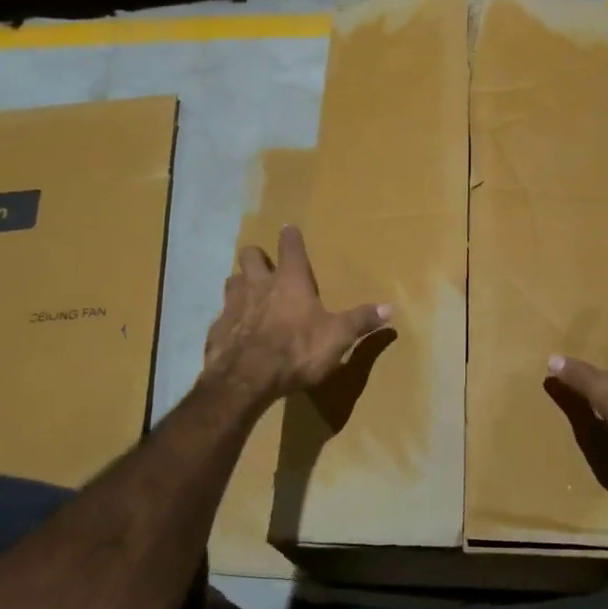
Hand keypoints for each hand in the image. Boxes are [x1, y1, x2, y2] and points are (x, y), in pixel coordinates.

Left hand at [204, 225, 390, 408]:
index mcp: (290, 281)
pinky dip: (229, 320)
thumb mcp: (337, 337)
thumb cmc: (297, 350)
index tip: (289, 228)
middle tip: (264, 265)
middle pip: (250, 256)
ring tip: (248, 294)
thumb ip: (361, 321)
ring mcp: (232, 305)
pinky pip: (221, 317)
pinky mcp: (217, 329)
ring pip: (232, 281)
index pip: (290, 247)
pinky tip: (234, 332)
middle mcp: (258, 285)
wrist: (246, 379)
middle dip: (257, 256)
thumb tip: (390, 307)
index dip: (291, 237)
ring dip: (240, 284)